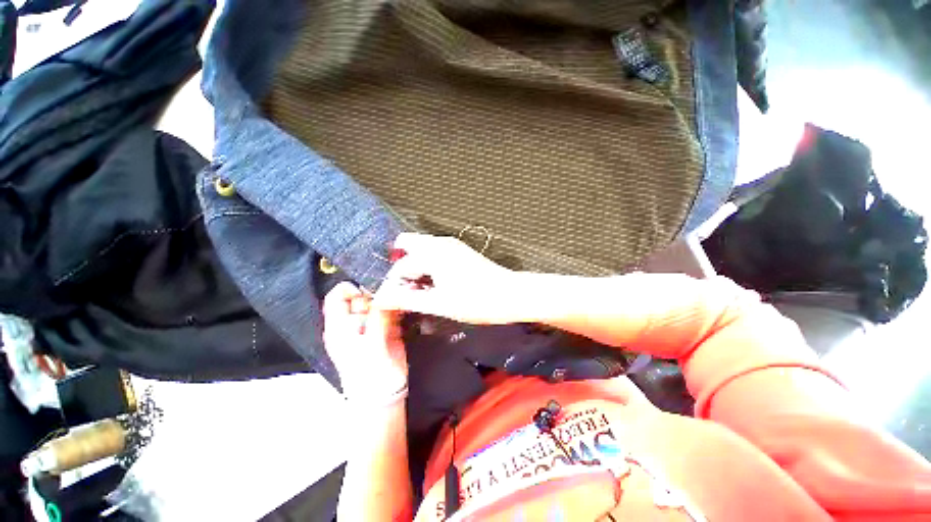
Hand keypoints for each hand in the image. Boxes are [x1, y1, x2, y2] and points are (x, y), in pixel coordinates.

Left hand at [323, 282, 406, 401]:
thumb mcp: (372, 345)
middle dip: (375, 294)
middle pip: (361, 295)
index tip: (370, 291)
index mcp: (339, 327)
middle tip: (387, 300)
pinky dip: (397, 307)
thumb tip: (385, 293)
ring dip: (389, 300)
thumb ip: (378, 317)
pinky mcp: (386, 328)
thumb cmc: (370, 374)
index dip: (352, 288)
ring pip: (378, 301)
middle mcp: (353, 322)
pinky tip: (402, 313)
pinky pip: (391, 310)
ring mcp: (371, 324)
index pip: (337, 296)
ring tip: (396, 307)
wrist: (385, 395)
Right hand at [375, 233, 524, 324]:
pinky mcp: (460, 251)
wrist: (511, 294)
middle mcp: (440, 242)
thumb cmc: (477, 301)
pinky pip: (434, 253)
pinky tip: (434, 285)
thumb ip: (408, 300)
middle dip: (401, 267)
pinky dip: (428, 265)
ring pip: (421, 249)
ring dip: (415, 267)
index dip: (393, 285)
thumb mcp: (440, 303)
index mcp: (432, 252)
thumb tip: (383, 299)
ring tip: (420, 292)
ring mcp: (451, 245)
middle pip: (407, 245)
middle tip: (406, 291)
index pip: (399, 265)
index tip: (393, 302)